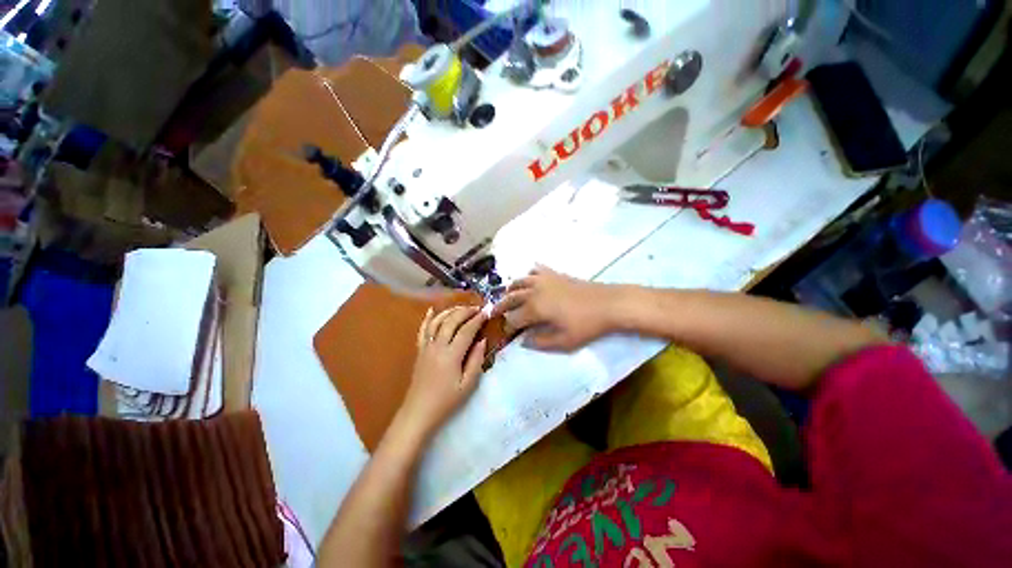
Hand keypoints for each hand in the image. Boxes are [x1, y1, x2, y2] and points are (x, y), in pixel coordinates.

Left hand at [396, 306, 487, 439]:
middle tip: (477, 308)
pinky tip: (432, 310)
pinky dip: (428, 318)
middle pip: (451, 321)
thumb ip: (476, 361)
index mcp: (451, 355)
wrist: (419, 412)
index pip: (466, 330)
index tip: (487, 312)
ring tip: (462, 308)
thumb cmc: (446, 401)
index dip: (477, 319)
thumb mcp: (468, 385)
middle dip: (465, 311)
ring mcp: (426, 347)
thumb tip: (482, 340)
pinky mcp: (419, 350)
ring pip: (437, 321)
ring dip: (450, 311)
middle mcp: (437, 346)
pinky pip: (423, 330)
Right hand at [492, 266, 622, 350]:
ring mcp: (544, 279)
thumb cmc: (586, 325)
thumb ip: (540, 342)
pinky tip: (530, 278)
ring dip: (511, 289)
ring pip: (520, 281)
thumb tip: (524, 341)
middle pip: (511, 297)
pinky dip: (529, 274)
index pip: (513, 318)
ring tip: (507, 295)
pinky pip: (536, 270)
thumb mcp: (564, 341)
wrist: (609, 303)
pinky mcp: (555, 274)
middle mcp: (534, 291)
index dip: (508, 326)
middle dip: (501, 306)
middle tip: (494, 312)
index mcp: (535, 308)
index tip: (507, 332)